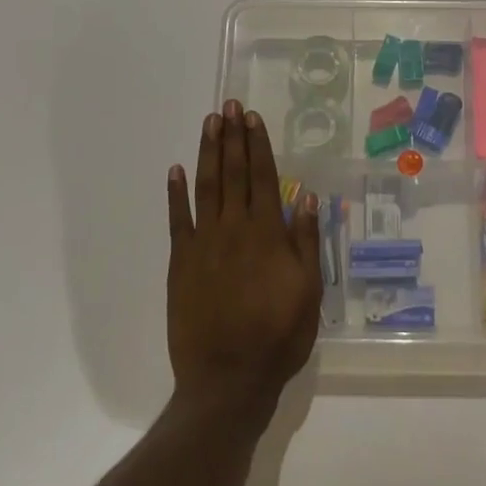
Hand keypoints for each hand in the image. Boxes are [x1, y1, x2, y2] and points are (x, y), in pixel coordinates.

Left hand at [166, 100, 323, 421]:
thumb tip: (305, 195)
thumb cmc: (278, 336)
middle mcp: (234, 228)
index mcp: (267, 233)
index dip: (257, 145)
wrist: (228, 379)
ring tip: (209, 123)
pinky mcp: (181, 263)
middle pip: (233, 173)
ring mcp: (204, 244)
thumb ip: (305, 240)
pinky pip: (178, 220)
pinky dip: (176, 193)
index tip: (252, 117)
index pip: (262, 177)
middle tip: (229, 105)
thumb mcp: (309, 290)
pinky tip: (176, 170)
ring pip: (206, 187)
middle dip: (232, 137)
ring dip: (208, 152)